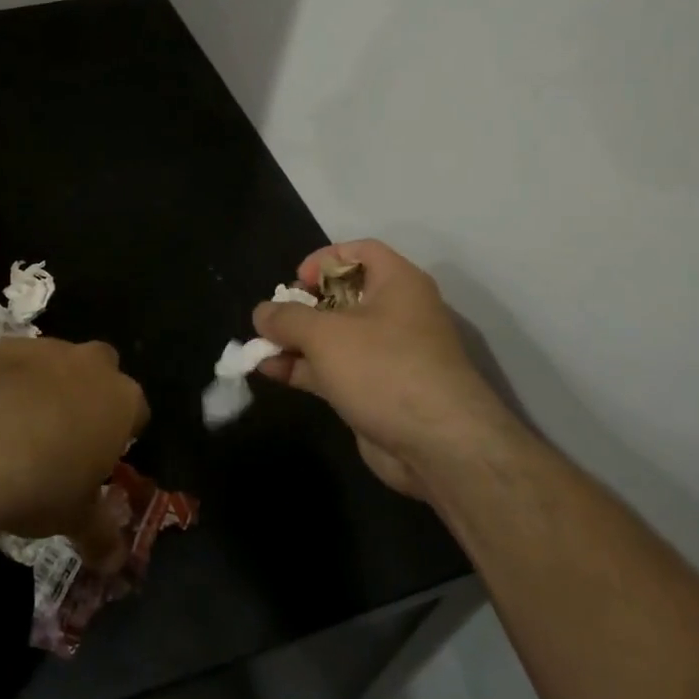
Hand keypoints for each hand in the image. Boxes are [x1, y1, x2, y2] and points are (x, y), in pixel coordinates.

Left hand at [0, 337, 147, 541]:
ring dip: (50, 384)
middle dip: (91, 393)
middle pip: (103, 370)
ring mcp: (48, 350)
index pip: (137, 411)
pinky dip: (9, 380)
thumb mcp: (76, 519)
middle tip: (67, 434)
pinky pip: (16, 361)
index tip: (102, 457)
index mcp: (123, 402)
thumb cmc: (42, 486)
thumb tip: (116, 564)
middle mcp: (92, 365)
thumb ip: (101, 535)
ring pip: (58, 361)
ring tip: (22, 425)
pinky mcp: (4, 346)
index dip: (122, 433)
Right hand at [252, 240, 512, 496]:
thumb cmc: (384, 368)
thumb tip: (262, 312)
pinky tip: (269, 371)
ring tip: (259, 347)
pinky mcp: (376, 390)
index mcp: (397, 283)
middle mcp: (395, 313)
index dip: (324, 259)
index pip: (360, 251)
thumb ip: (287, 318)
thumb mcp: (325, 334)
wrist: (439, 446)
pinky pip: (334, 369)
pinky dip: (304, 368)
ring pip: (333, 337)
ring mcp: (386, 355)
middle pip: (341, 295)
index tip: (297, 281)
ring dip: (295, 341)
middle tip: (274, 319)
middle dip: (301, 306)